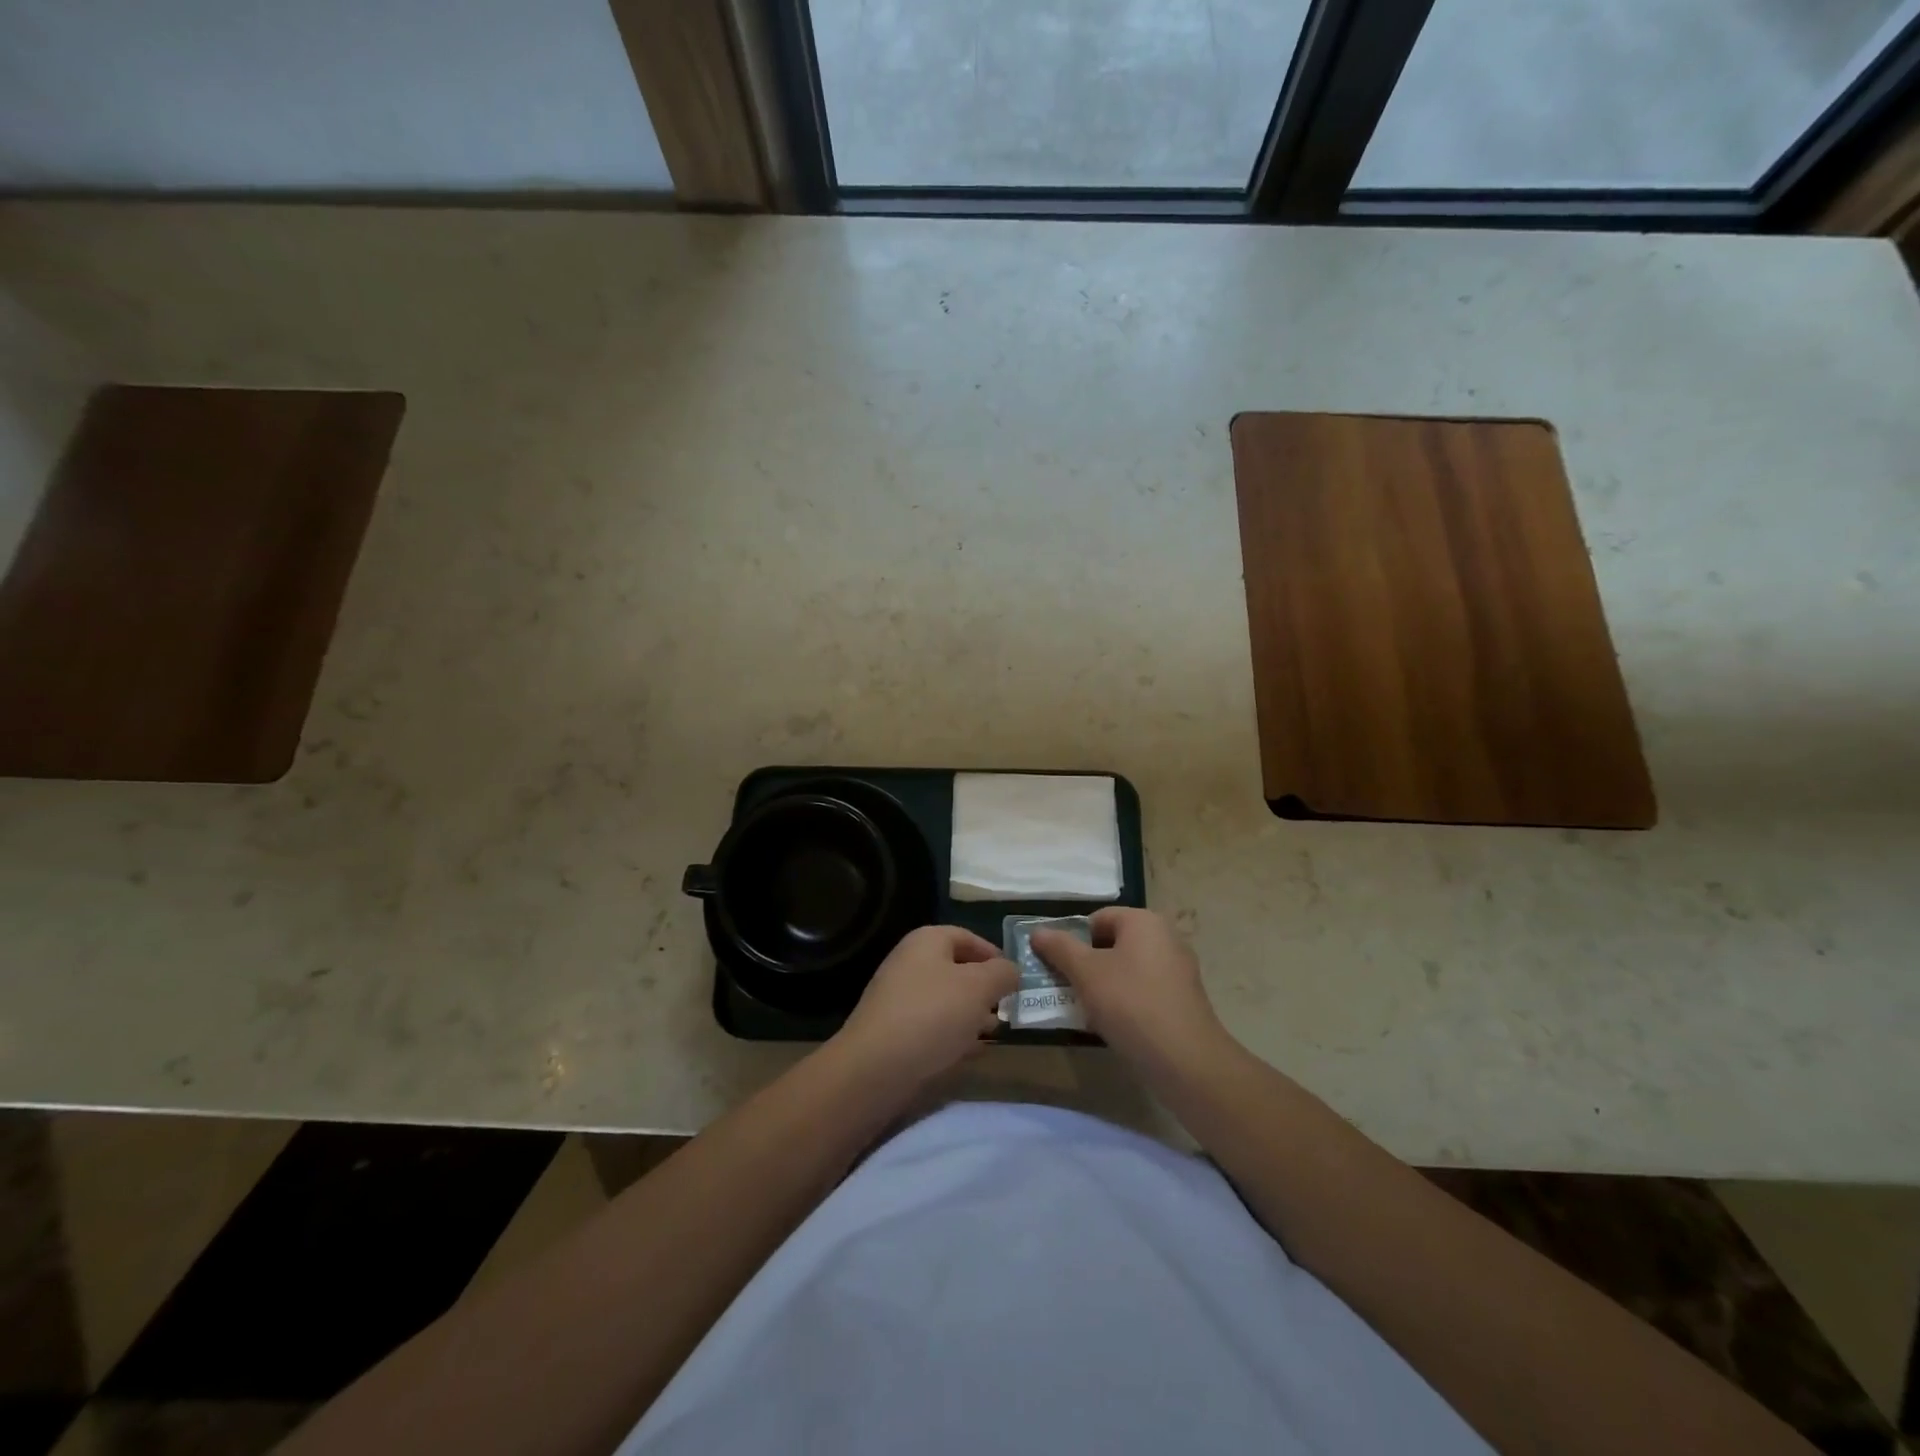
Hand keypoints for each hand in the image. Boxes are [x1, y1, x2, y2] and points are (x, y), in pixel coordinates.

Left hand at [833, 925, 1018, 1088]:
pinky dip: (952, 1035)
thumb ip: (1003, 973)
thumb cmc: (933, 1015)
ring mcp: (899, 998)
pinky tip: (970, 1053)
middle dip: (984, 989)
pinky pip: (932, 1026)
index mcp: (927, 941)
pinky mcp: (894, 1031)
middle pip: (956, 970)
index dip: (993, 954)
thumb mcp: (979, 987)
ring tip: (993, 1033)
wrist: (875, 1067)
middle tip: (1007, 1009)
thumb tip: (1011, 970)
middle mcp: (910, 963)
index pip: (967, 936)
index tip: (1015, 979)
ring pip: (945, 1000)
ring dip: (971, 1015)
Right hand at [1030, 908, 1225, 1067]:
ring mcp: (1177, 970)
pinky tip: (1111, 1026)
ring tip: (1084, 1010)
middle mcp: (1165, 937)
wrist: (1185, 1060)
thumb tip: (1038, 932)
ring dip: (1103, 986)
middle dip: (1086, 964)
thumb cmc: (1131, 1003)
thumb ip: (1060, 948)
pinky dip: (1125, 1002)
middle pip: (1112, 943)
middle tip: (1066, 988)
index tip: (1057, 967)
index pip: (1097, 918)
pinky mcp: (1182, 999)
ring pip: (1127, 969)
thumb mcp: (1086, 972)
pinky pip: (1144, 991)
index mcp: (1144, 921)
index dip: (1073, 939)